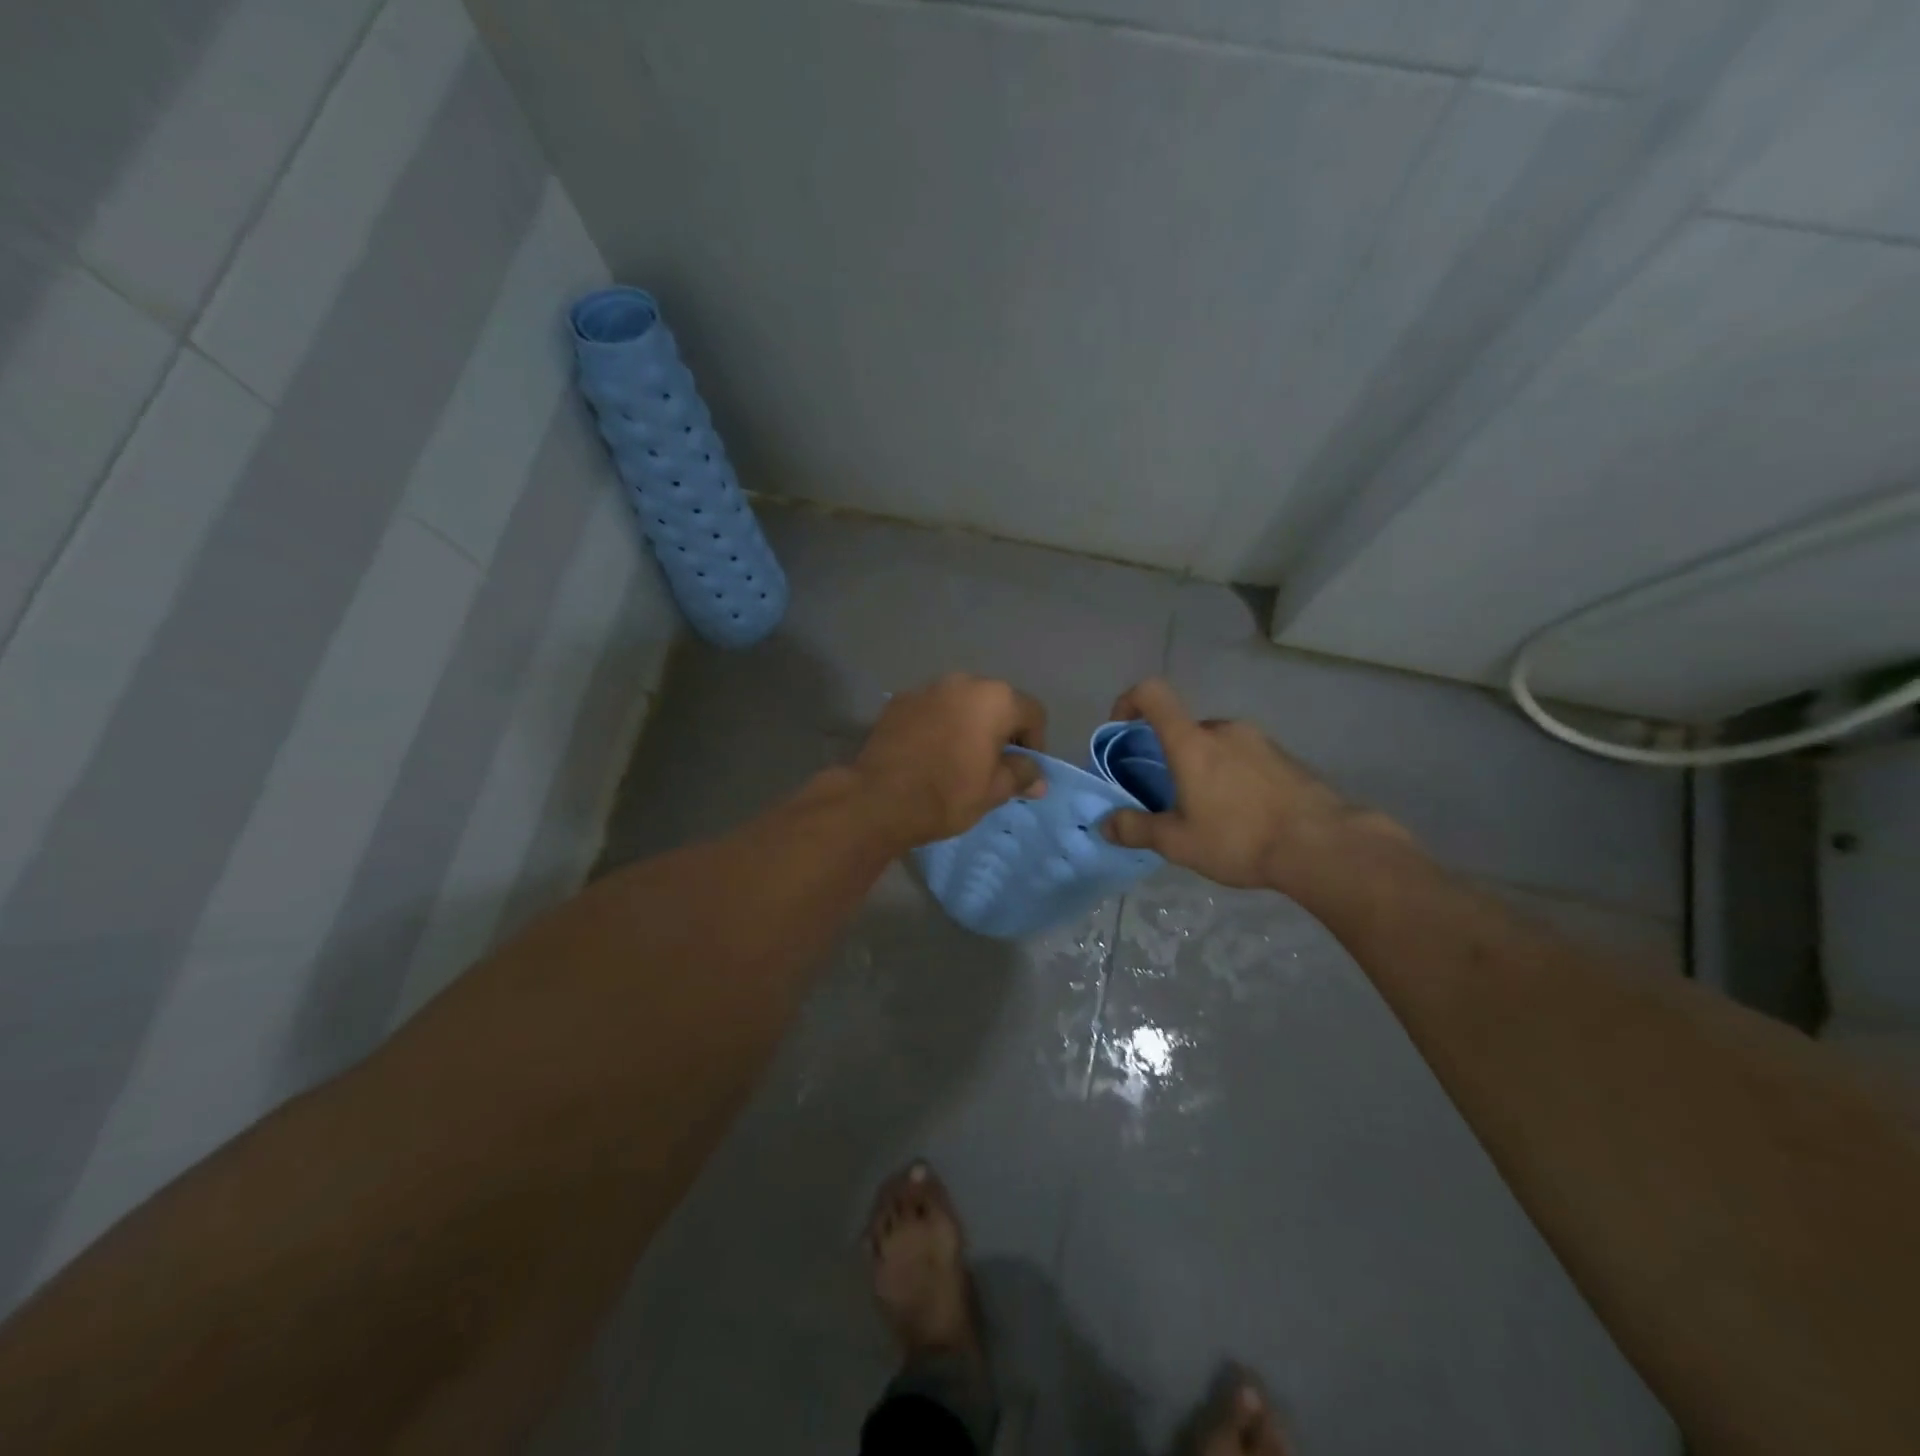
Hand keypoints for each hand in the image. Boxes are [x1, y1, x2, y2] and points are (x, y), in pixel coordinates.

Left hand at [852, 673, 1047, 849]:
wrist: (879, 799)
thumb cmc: (948, 794)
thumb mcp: (993, 791)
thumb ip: (1020, 775)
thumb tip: (1037, 777)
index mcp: (995, 699)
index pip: (1032, 713)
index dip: (1035, 743)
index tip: (1022, 770)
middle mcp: (963, 682)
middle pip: (995, 702)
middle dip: (1000, 730)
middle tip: (992, 764)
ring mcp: (926, 688)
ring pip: (960, 703)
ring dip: (967, 724)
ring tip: (958, 757)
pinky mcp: (898, 701)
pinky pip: (931, 709)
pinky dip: (937, 724)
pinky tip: (928, 753)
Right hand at [1101, 679, 1409, 890]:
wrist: (1323, 846)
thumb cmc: (1239, 838)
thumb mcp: (1178, 842)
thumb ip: (1136, 829)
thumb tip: (1104, 824)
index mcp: (1192, 742)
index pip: (1152, 694)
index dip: (1128, 701)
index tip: (1120, 728)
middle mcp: (1224, 730)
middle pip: (1184, 728)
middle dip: (1170, 755)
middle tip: (1169, 796)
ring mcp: (1259, 741)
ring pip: (1216, 745)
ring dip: (1204, 768)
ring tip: (1210, 813)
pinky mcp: (1286, 758)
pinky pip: (1245, 757)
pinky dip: (1233, 776)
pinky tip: (1244, 816)